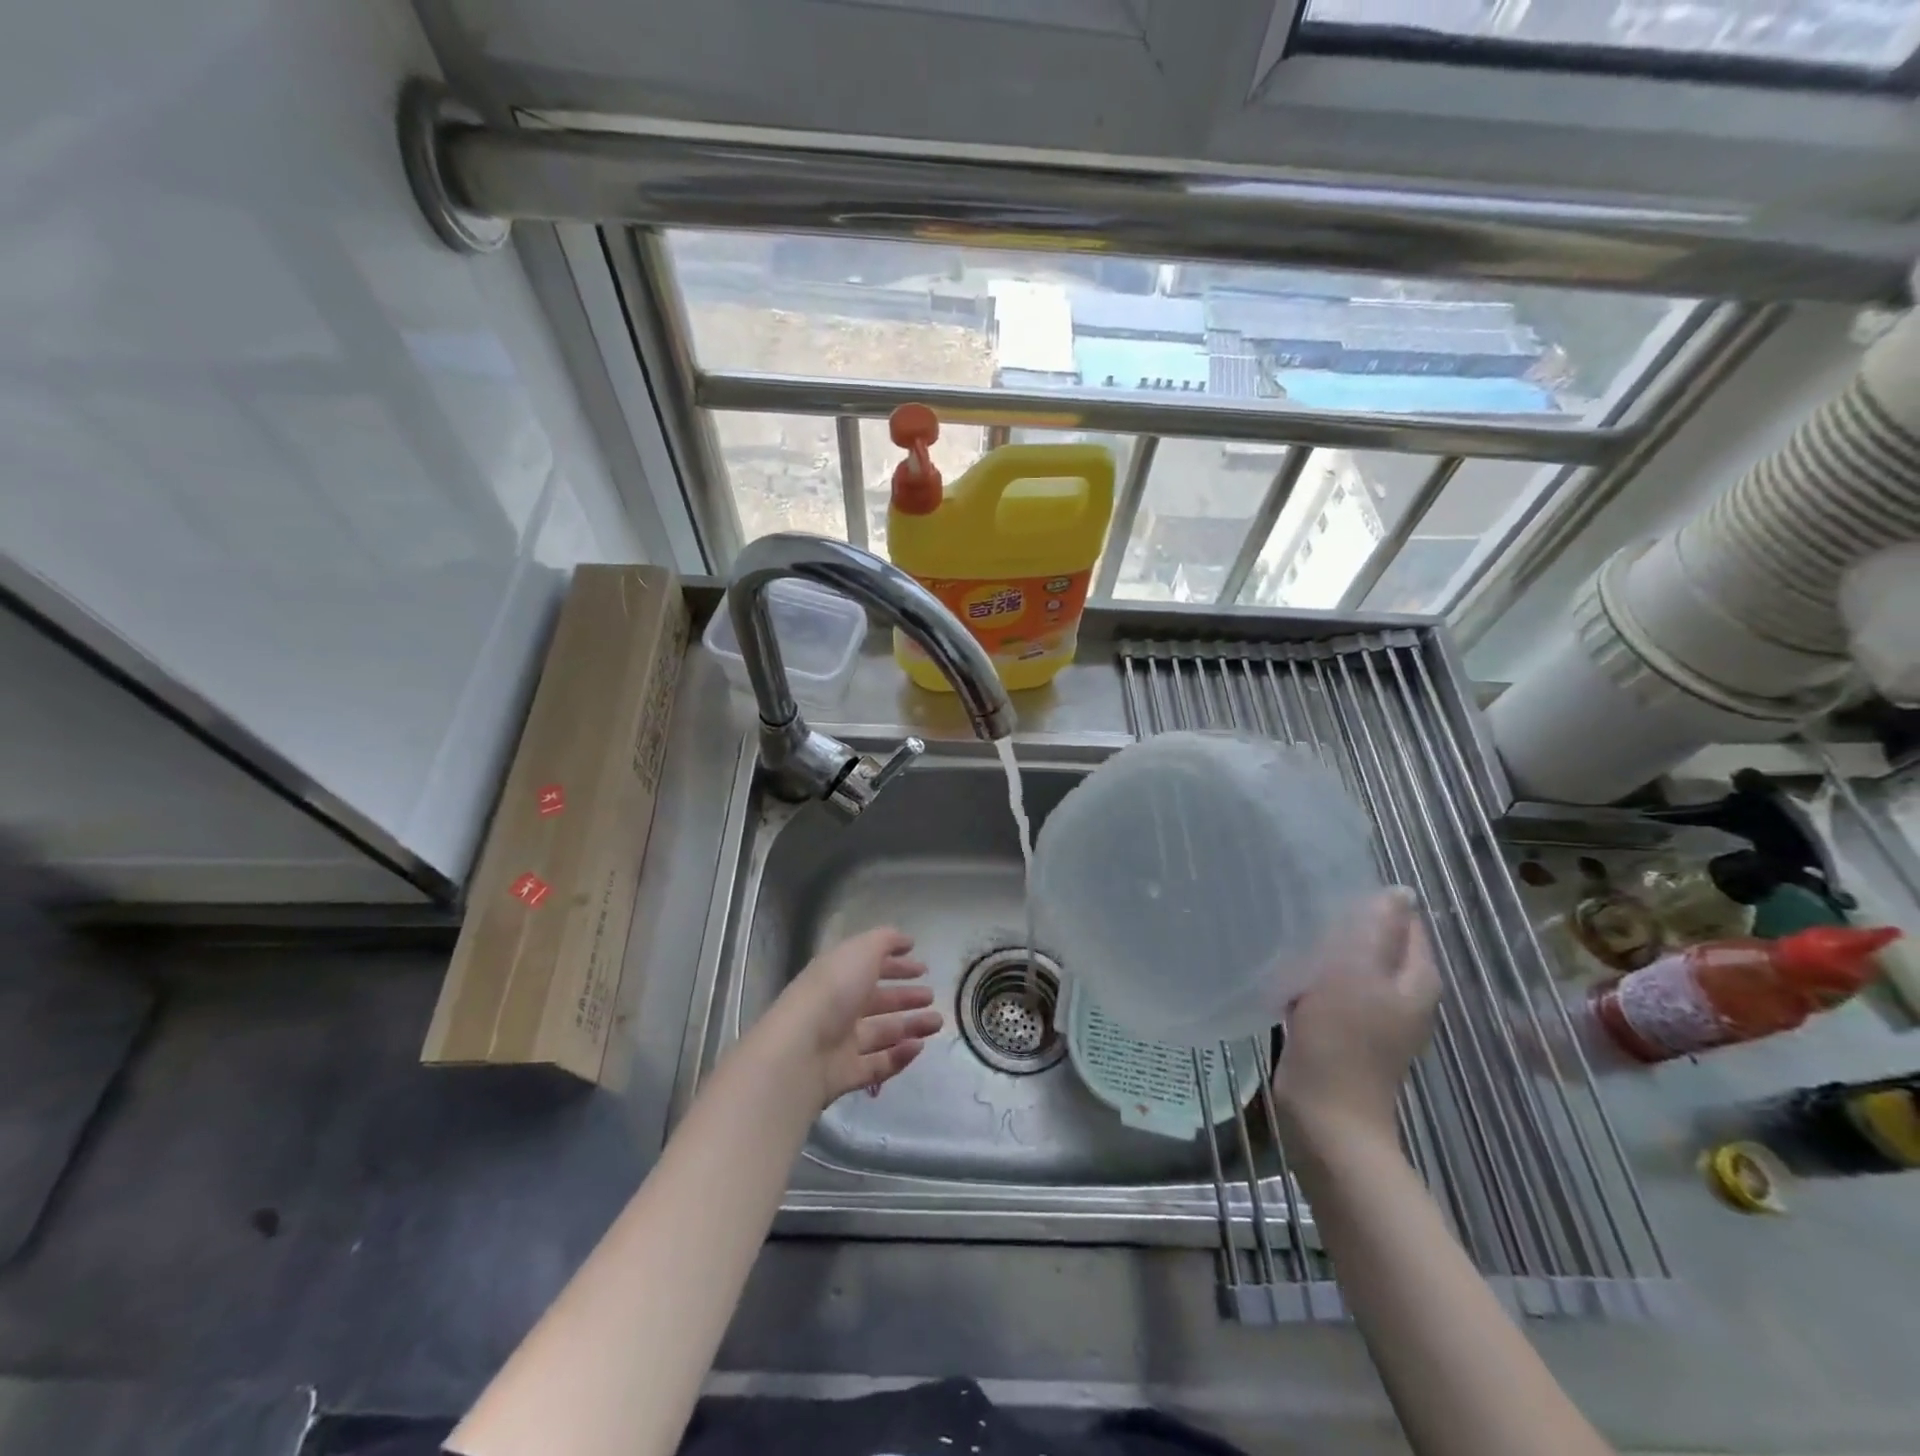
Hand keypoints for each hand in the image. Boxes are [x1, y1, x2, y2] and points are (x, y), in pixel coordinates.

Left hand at [756, 928, 943, 1108]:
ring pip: (883, 1032)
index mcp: (839, 975)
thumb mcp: (861, 951)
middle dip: (906, 997)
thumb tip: (906, 940)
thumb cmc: (833, 991)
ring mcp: (841, 1042)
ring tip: (937, 1023)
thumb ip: (885, 941)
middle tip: (932, 997)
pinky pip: (879, 1063)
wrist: (800, 1051)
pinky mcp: (847, 1074)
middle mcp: (839, 1007)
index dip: (896, 965)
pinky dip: (900, 1055)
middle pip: (878, 1001)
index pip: (871, 967)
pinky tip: (919, 1047)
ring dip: (911, 1026)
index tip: (923, 968)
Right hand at [1271, 887, 1439, 1156]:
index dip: (1372, 901)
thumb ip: (1378, 930)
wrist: (1325, 1114)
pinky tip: (1288, 967)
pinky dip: (1315, 974)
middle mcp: (1402, 994)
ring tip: (1292, 929)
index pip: (1404, 922)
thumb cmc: (1343, 1039)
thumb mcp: (1357, 973)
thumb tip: (1400, 892)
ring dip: (1326, 948)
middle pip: (1377, 942)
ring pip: (1351, 964)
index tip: (1330, 886)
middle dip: (1345, 922)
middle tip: (1305, 903)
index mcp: (1417, 978)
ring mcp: (1374, 1014)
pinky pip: (1332, 988)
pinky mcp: (1345, 1030)